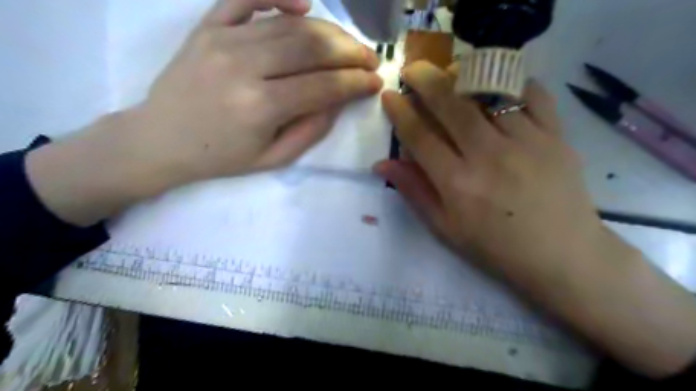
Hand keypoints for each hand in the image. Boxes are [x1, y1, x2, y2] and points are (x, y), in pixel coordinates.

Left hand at [138, 1, 378, 179]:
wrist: (161, 140)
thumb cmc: (222, 157)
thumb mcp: (273, 159)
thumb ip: (311, 130)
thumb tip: (338, 100)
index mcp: (260, 107)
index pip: (323, 86)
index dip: (355, 83)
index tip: (375, 82)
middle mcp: (244, 67)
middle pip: (311, 47)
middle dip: (350, 52)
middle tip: (370, 59)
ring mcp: (223, 40)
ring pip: (289, 24)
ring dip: (328, 31)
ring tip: (348, 44)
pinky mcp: (207, 27)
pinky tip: (304, 3)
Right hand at [375, 62, 603, 289]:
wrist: (561, 255)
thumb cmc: (495, 247)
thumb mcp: (445, 227)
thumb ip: (414, 191)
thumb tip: (382, 164)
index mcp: (457, 183)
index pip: (420, 137)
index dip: (401, 113)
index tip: (390, 96)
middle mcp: (488, 156)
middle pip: (451, 105)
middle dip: (425, 81)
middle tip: (412, 70)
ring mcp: (526, 142)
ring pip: (488, 94)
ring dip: (463, 78)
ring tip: (450, 74)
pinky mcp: (556, 137)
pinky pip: (533, 96)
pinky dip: (512, 84)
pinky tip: (497, 88)